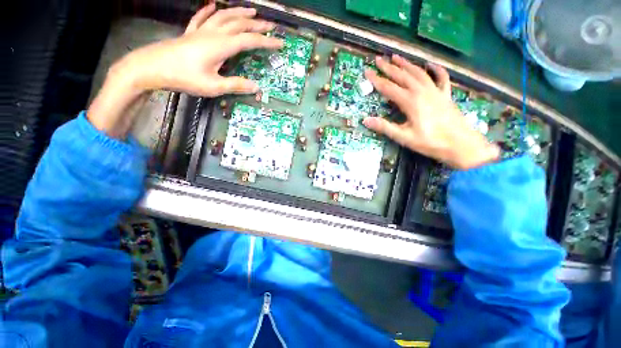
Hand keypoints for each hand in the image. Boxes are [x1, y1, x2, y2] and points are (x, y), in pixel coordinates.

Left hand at [88, 4, 282, 137]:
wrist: (151, 68)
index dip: (266, 42)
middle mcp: (213, 34)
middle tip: (270, 25)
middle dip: (257, 25)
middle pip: (239, 24)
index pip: (249, 41)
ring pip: (223, 17)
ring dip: (239, 13)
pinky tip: (214, 5)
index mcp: (221, 46)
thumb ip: (236, 85)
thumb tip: (256, 87)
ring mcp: (200, 31)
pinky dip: (209, 10)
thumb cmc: (183, 78)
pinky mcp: (190, 33)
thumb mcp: (213, 87)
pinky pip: (201, 17)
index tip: (279, 43)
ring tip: (251, 11)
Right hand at [363, 55, 499, 169]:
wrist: (460, 144)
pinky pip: (440, 77)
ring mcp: (435, 91)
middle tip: (379, 59)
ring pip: (419, 73)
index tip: (367, 71)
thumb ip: (384, 127)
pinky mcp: (445, 94)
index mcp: (410, 101)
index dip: (376, 79)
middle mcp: (422, 91)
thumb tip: (365, 120)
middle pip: (403, 76)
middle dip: (389, 67)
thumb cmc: (430, 142)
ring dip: (407, 64)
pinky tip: (430, 64)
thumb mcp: (404, 137)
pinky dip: (435, 69)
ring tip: (396, 56)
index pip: (388, 88)